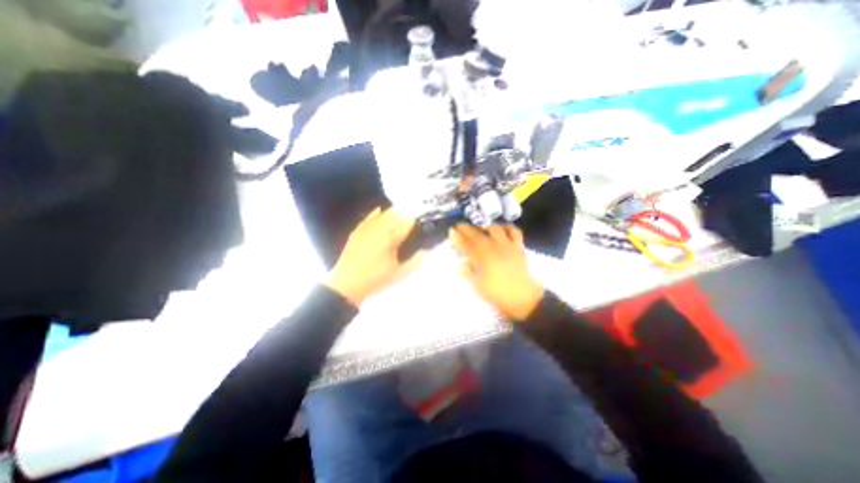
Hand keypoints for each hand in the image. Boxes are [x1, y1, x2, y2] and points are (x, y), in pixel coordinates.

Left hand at [327, 207, 421, 305]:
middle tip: (411, 222)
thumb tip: (424, 251)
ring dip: (393, 214)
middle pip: (395, 216)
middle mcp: (378, 230)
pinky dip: (375, 213)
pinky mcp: (357, 232)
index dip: (414, 223)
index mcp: (390, 239)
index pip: (406, 224)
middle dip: (405, 217)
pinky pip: (367, 218)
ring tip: (399, 216)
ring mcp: (366, 230)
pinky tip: (379, 210)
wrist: (347, 285)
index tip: (419, 225)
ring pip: (382, 215)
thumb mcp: (399, 274)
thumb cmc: (376, 280)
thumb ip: (414, 262)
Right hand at [451, 223, 542, 320]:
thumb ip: (468, 273)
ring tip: (481, 228)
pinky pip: (514, 231)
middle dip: (466, 228)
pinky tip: (502, 229)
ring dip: (486, 226)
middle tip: (460, 226)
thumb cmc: (497, 294)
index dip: (457, 237)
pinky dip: (507, 227)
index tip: (451, 231)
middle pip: (477, 234)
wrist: (522, 298)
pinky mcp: (518, 247)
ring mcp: (507, 246)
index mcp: (481, 259)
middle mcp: (493, 248)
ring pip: (495, 229)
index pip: (465, 245)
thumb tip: (460, 264)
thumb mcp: (477, 286)